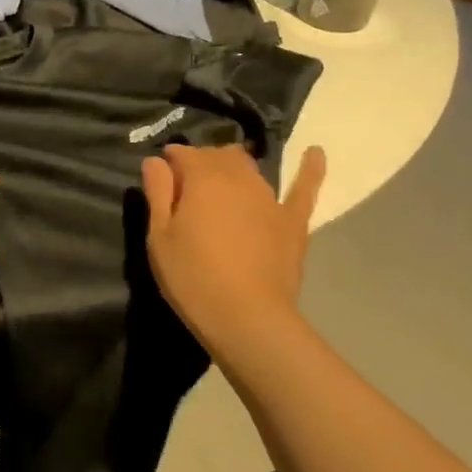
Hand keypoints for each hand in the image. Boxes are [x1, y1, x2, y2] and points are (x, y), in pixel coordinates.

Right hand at [140, 144, 325, 355]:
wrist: (246, 317)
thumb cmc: (192, 278)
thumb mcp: (159, 237)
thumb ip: (158, 193)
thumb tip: (156, 160)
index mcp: (202, 178)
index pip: (184, 154)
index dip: (171, 161)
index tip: (162, 177)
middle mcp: (238, 177)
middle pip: (219, 155)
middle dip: (202, 162)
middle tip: (189, 188)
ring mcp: (269, 197)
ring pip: (250, 168)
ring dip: (233, 168)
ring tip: (223, 183)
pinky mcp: (292, 220)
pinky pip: (303, 188)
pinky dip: (309, 168)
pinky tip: (315, 153)